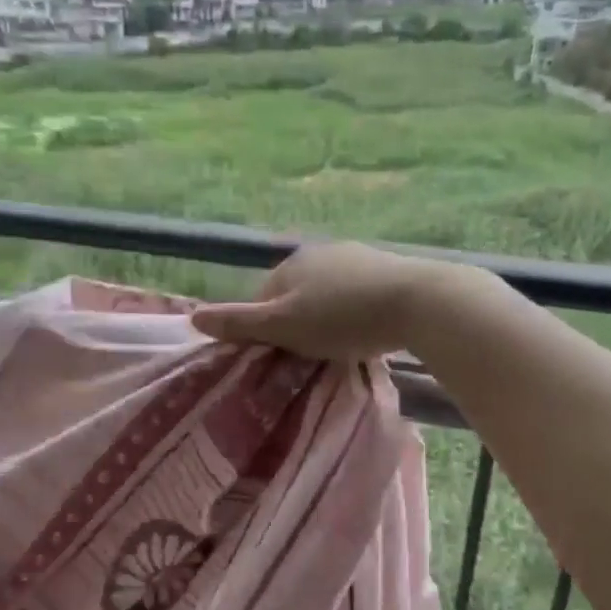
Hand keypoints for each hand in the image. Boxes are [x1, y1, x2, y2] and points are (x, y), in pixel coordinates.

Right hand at [191, 242, 457, 360]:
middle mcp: (320, 252)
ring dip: (328, 319)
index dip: (266, 331)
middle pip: (295, 295)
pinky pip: (357, 294)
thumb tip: (193, 317)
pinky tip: (368, 331)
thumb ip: (240, 323)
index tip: (281, 357)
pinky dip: (356, 312)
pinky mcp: (387, 268)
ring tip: (342, 347)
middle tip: (312, 356)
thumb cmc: (341, 317)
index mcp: (290, 264)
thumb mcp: (283, 326)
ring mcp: (356, 256)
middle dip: (298, 323)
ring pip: (328, 294)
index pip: (262, 299)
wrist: (417, 301)